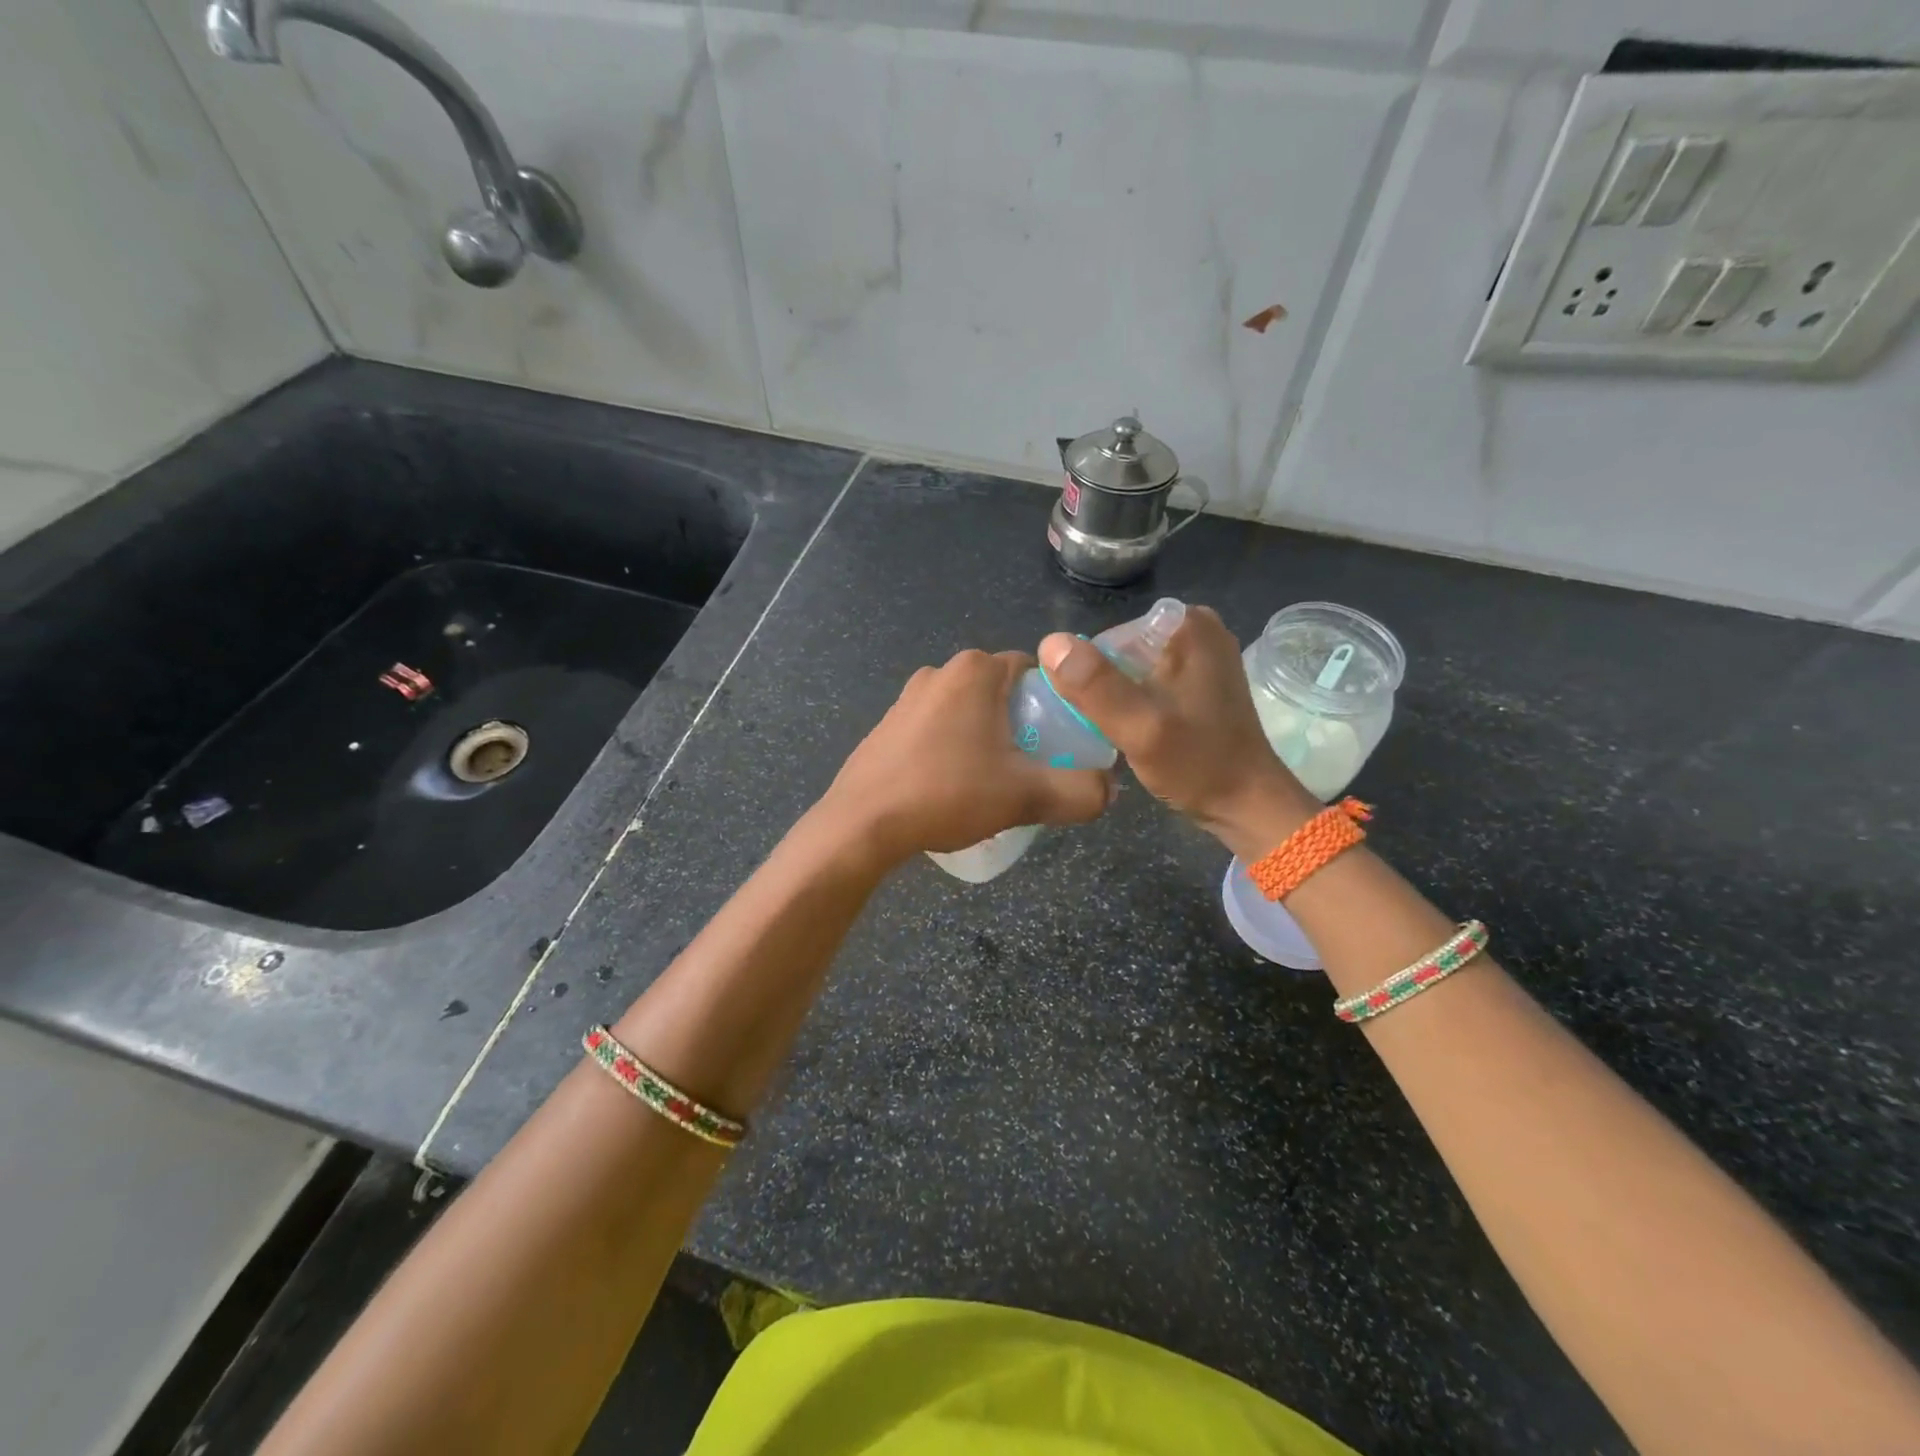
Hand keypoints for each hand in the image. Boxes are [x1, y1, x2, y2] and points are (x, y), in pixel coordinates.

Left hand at [818, 649, 1111, 864]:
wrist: (863, 824)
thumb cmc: (947, 794)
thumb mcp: (1026, 796)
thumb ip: (1080, 791)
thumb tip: (1109, 791)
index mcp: (975, 671)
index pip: (1036, 672)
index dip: (1057, 706)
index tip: (1061, 745)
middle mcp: (939, 672)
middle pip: (1002, 693)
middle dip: (1022, 726)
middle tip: (1032, 769)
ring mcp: (907, 698)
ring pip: (968, 712)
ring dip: (987, 740)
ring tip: (993, 785)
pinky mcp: (887, 726)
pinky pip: (937, 729)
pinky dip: (953, 749)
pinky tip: (952, 789)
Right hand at [1037, 606, 1315, 857]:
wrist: (1247, 804)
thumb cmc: (1197, 764)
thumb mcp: (1140, 726)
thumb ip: (1095, 685)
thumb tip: (1049, 643)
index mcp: (1187, 624)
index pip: (1108, 637)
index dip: (1089, 676)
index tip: (1092, 715)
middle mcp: (1197, 628)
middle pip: (1119, 651)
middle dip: (1102, 687)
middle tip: (1105, 728)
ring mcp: (1201, 655)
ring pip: (1130, 668)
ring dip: (1115, 698)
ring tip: (1117, 732)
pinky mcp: (1199, 681)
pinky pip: (1148, 681)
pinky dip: (1134, 703)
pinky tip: (1133, 731)